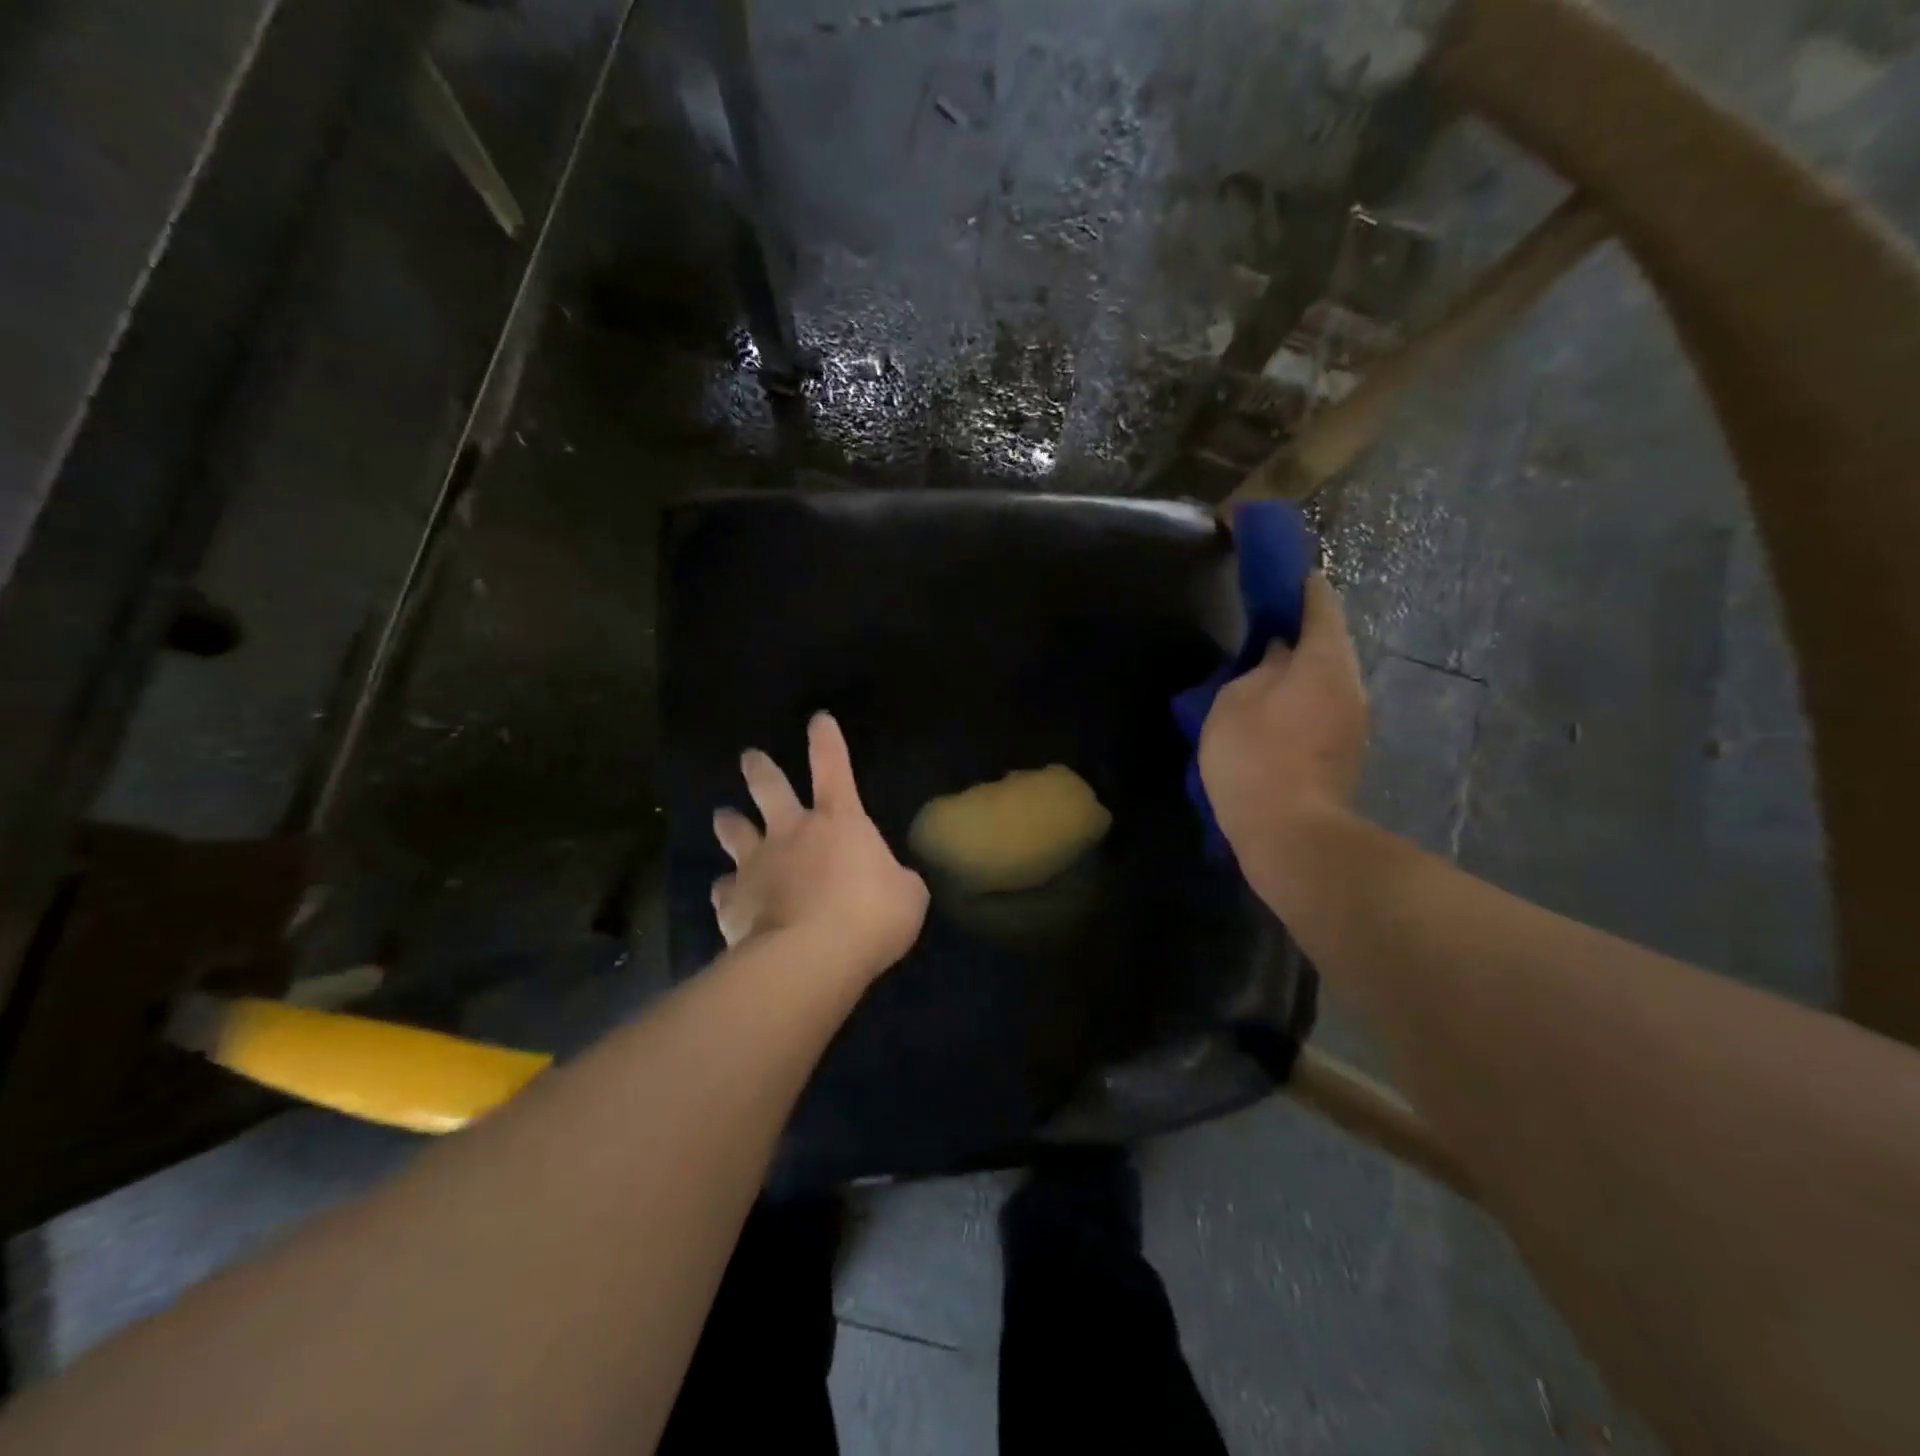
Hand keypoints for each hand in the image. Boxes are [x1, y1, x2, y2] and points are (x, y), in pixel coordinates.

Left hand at [711, 712, 929, 977]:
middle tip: (749, 757)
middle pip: (770, 789)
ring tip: (722, 816)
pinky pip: (725, 890)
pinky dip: (727, 890)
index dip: (827, 742)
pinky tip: (726, 894)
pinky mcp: (734, 902)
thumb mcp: (907, 895)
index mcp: (838, 821)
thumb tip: (888, 883)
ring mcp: (757, 865)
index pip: (833, 768)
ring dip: (729, 823)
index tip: (818, 719)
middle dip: (760, 769)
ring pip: (735, 832)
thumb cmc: (870, 916)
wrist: (811, 956)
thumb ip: (895, 881)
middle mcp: (791, 833)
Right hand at [1198, 575, 1367, 846]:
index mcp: (1325, 662)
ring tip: (1263, 674)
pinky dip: (1303, 700)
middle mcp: (1352, 685)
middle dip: (1300, 634)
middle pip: (1330, 644)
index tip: (1284, 577)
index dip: (1301, 587)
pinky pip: (1325, 708)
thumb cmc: (1255, 758)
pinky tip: (1274, 713)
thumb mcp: (1235, 702)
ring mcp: (1355, 722)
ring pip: (1328, 679)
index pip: (1321, 606)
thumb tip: (1279, 655)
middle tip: (1265, 632)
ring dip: (1300, 671)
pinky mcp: (1347, 753)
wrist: (1290, 835)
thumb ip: (1258, 668)